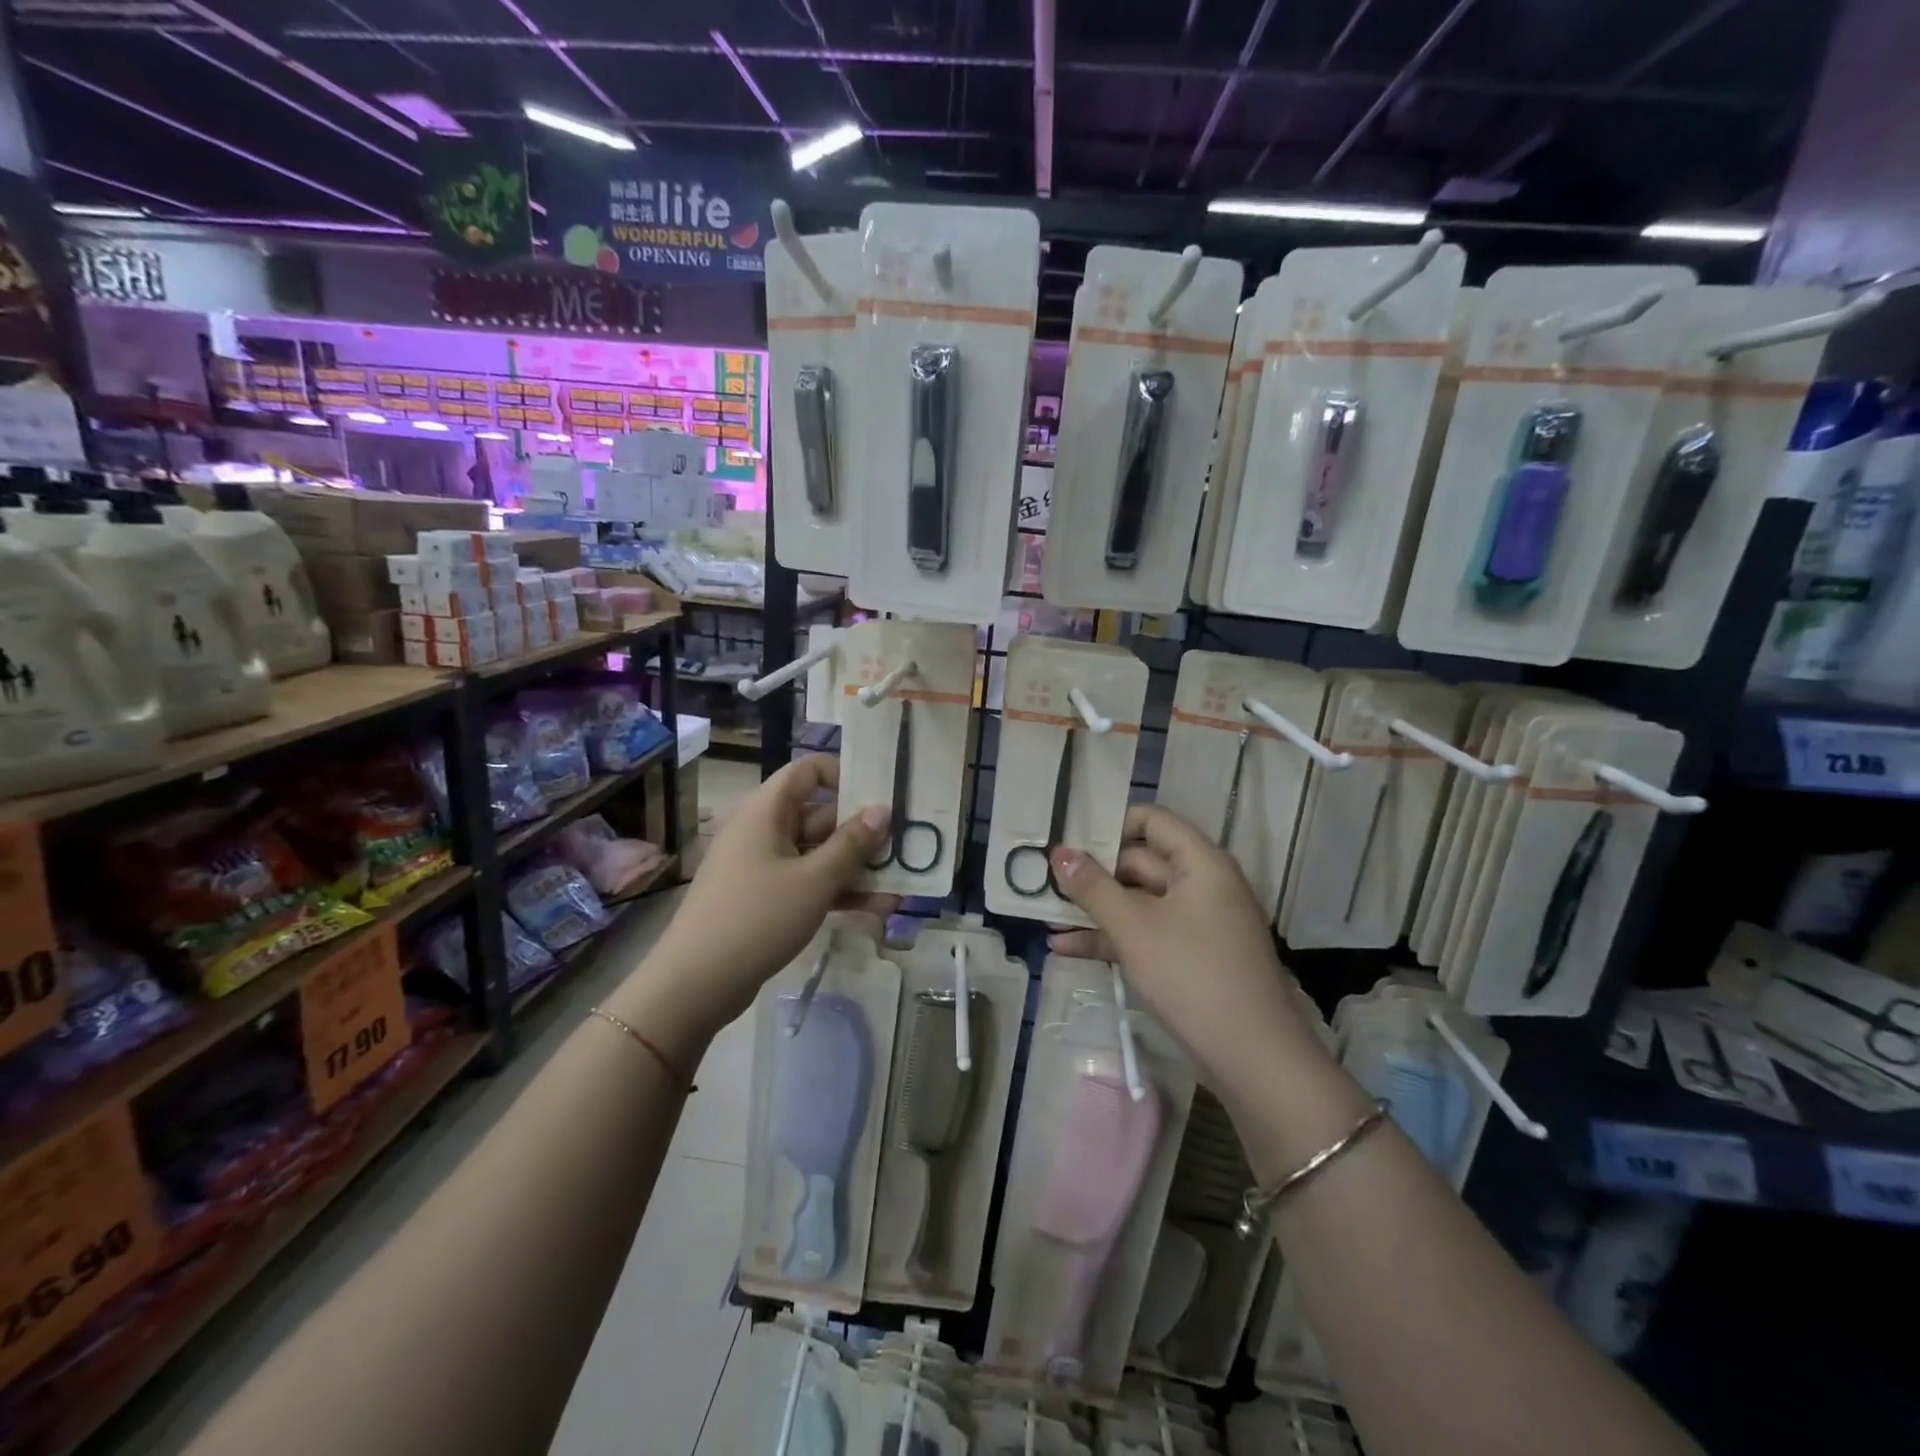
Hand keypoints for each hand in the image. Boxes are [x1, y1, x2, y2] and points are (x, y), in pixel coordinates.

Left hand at [622, 756, 889, 1050]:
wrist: (695, 984)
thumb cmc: (757, 918)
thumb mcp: (814, 880)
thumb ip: (852, 843)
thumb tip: (882, 809)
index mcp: (767, 811)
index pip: (807, 771)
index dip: (843, 776)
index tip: (879, 797)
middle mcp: (763, 830)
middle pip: (819, 815)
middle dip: (861, 834)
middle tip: (904, 848)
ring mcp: (762, 866)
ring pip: (817, 854)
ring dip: (855, 869)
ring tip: (897, 887)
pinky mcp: (764, 898)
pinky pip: (807, 882)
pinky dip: (835, 891)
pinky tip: (873, 910)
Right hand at [1047, 804, 1315, 1081]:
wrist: (1253, 1059)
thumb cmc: (1192, 975)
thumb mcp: (1134, 928)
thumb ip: (1093, 887)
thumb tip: (1059, 852)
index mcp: (1200, 863)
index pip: (1153, 820)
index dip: (1111, 823)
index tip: (1069, 838)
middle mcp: (1202, 884)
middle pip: (1140, 862)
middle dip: (1093, 873)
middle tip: (1044, 880)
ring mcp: (1197, 923)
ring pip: (1138, 902)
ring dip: (1095, 910)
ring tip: (1045, 915)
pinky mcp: (1189, 958)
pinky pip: (1145, 934)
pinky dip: (1111, 938)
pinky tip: (1065, 948)